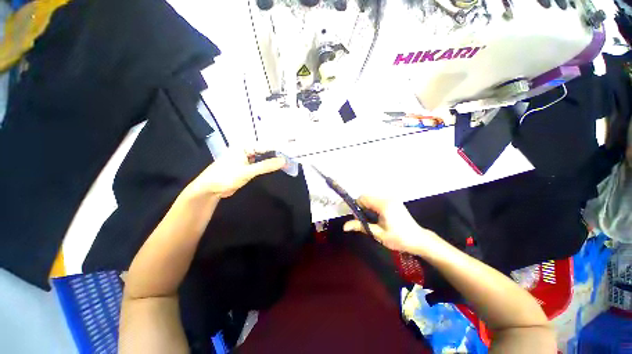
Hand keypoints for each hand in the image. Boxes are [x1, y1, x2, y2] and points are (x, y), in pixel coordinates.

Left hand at [185, 147, 285, 197]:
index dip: (280, 150)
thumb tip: (283, 161)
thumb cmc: (225, 177)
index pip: (266, 146)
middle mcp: (247, 149)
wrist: (210, 189)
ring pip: (265, 158)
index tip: (292, 152)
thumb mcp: (247, 171)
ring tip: (289, 163)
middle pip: (267, 151)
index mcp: (245, 146)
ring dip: (275, 161)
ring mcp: (247, 158)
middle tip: (293, 158)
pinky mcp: (248, 167)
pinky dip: (269, 166)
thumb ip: (265, 166)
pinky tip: (278, 167)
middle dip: (279, 155)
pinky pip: (261, 165)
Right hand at [343, 195, 439, 253]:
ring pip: (372, 198)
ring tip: (372, 220)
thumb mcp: (378, 234)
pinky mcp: (395, 201)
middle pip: (367, 197)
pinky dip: (374, 207)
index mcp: (383, 204)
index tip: (359, 219)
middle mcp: (387, 198)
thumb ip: (361, 226)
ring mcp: (392, 199)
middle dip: (362, 207)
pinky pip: (378, 200)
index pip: (363, 198)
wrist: (419, 240)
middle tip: (365, 221)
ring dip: (368, 207)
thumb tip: (344, 227)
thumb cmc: (399, 238)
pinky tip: (379, 217)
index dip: (357, 207)